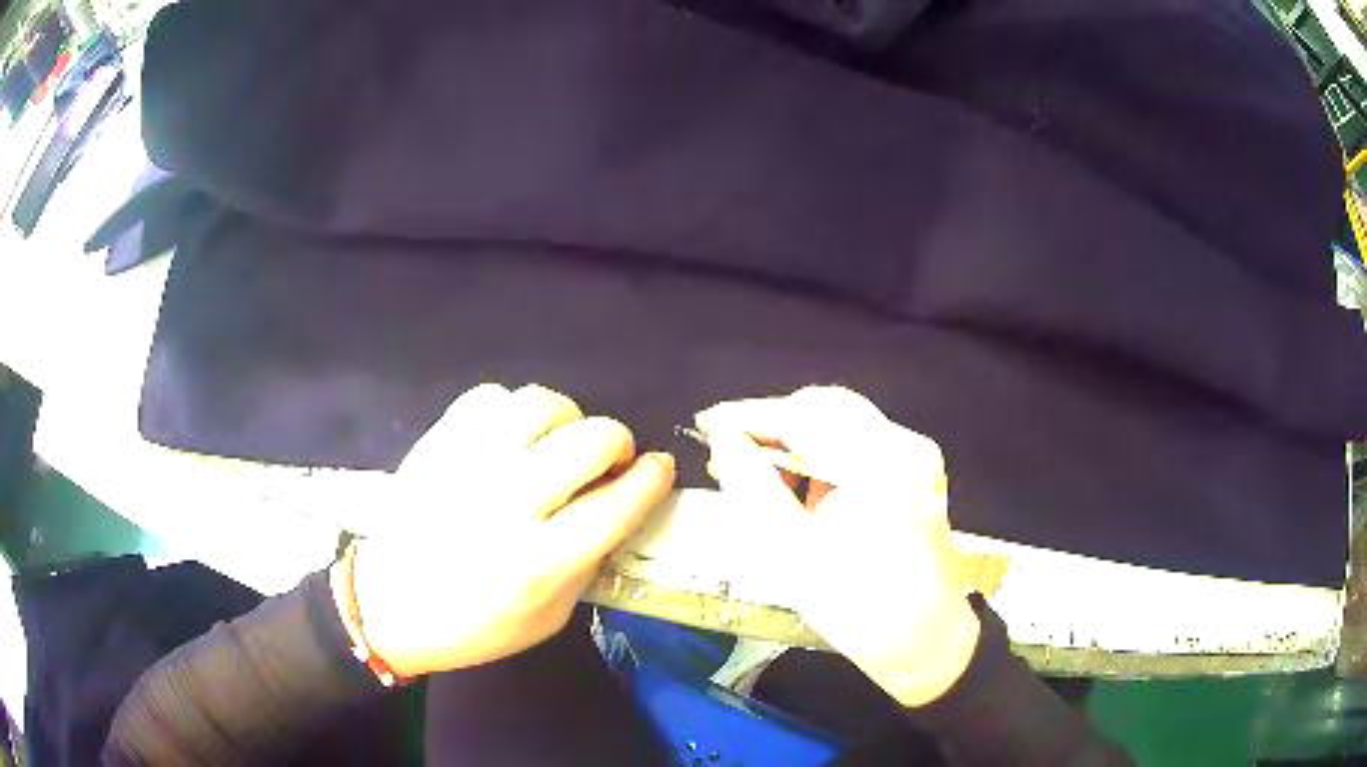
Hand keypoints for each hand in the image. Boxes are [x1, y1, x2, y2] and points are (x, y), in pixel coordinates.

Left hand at [336, 383, 675, 677]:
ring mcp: (466, 465)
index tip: (660, 467)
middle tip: (612, 459)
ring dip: (568, 418)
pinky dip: (514, 411)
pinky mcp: (437, 443)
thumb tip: (618, 507)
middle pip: (587, 442)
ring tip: (561, 442)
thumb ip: (588, 562)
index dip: (651, 478)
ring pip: (541, 404)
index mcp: (539, 562)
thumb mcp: (548, 618)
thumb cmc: (473, 626)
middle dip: (617, 442)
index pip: (616, 504)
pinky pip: (490, 397)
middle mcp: (506, 505)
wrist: (388, 605)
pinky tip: (513, 436)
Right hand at [696, 386, 978, 706]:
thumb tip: (723, 440)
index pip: (804, 417)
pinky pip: (860, 443)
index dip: (750, 417)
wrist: (924, 642)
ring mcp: (915, 457)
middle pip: (827, 409)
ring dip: (796, 437)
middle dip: (774, 424)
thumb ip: (753, 487)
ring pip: (842, 423)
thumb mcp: (792, 552)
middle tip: (729, 446)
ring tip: (755, 465)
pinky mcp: (916, 472)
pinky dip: (822, 453)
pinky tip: (796, 479)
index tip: (708, 422)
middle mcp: (904, 447)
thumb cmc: (856, 607)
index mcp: (879, 467)